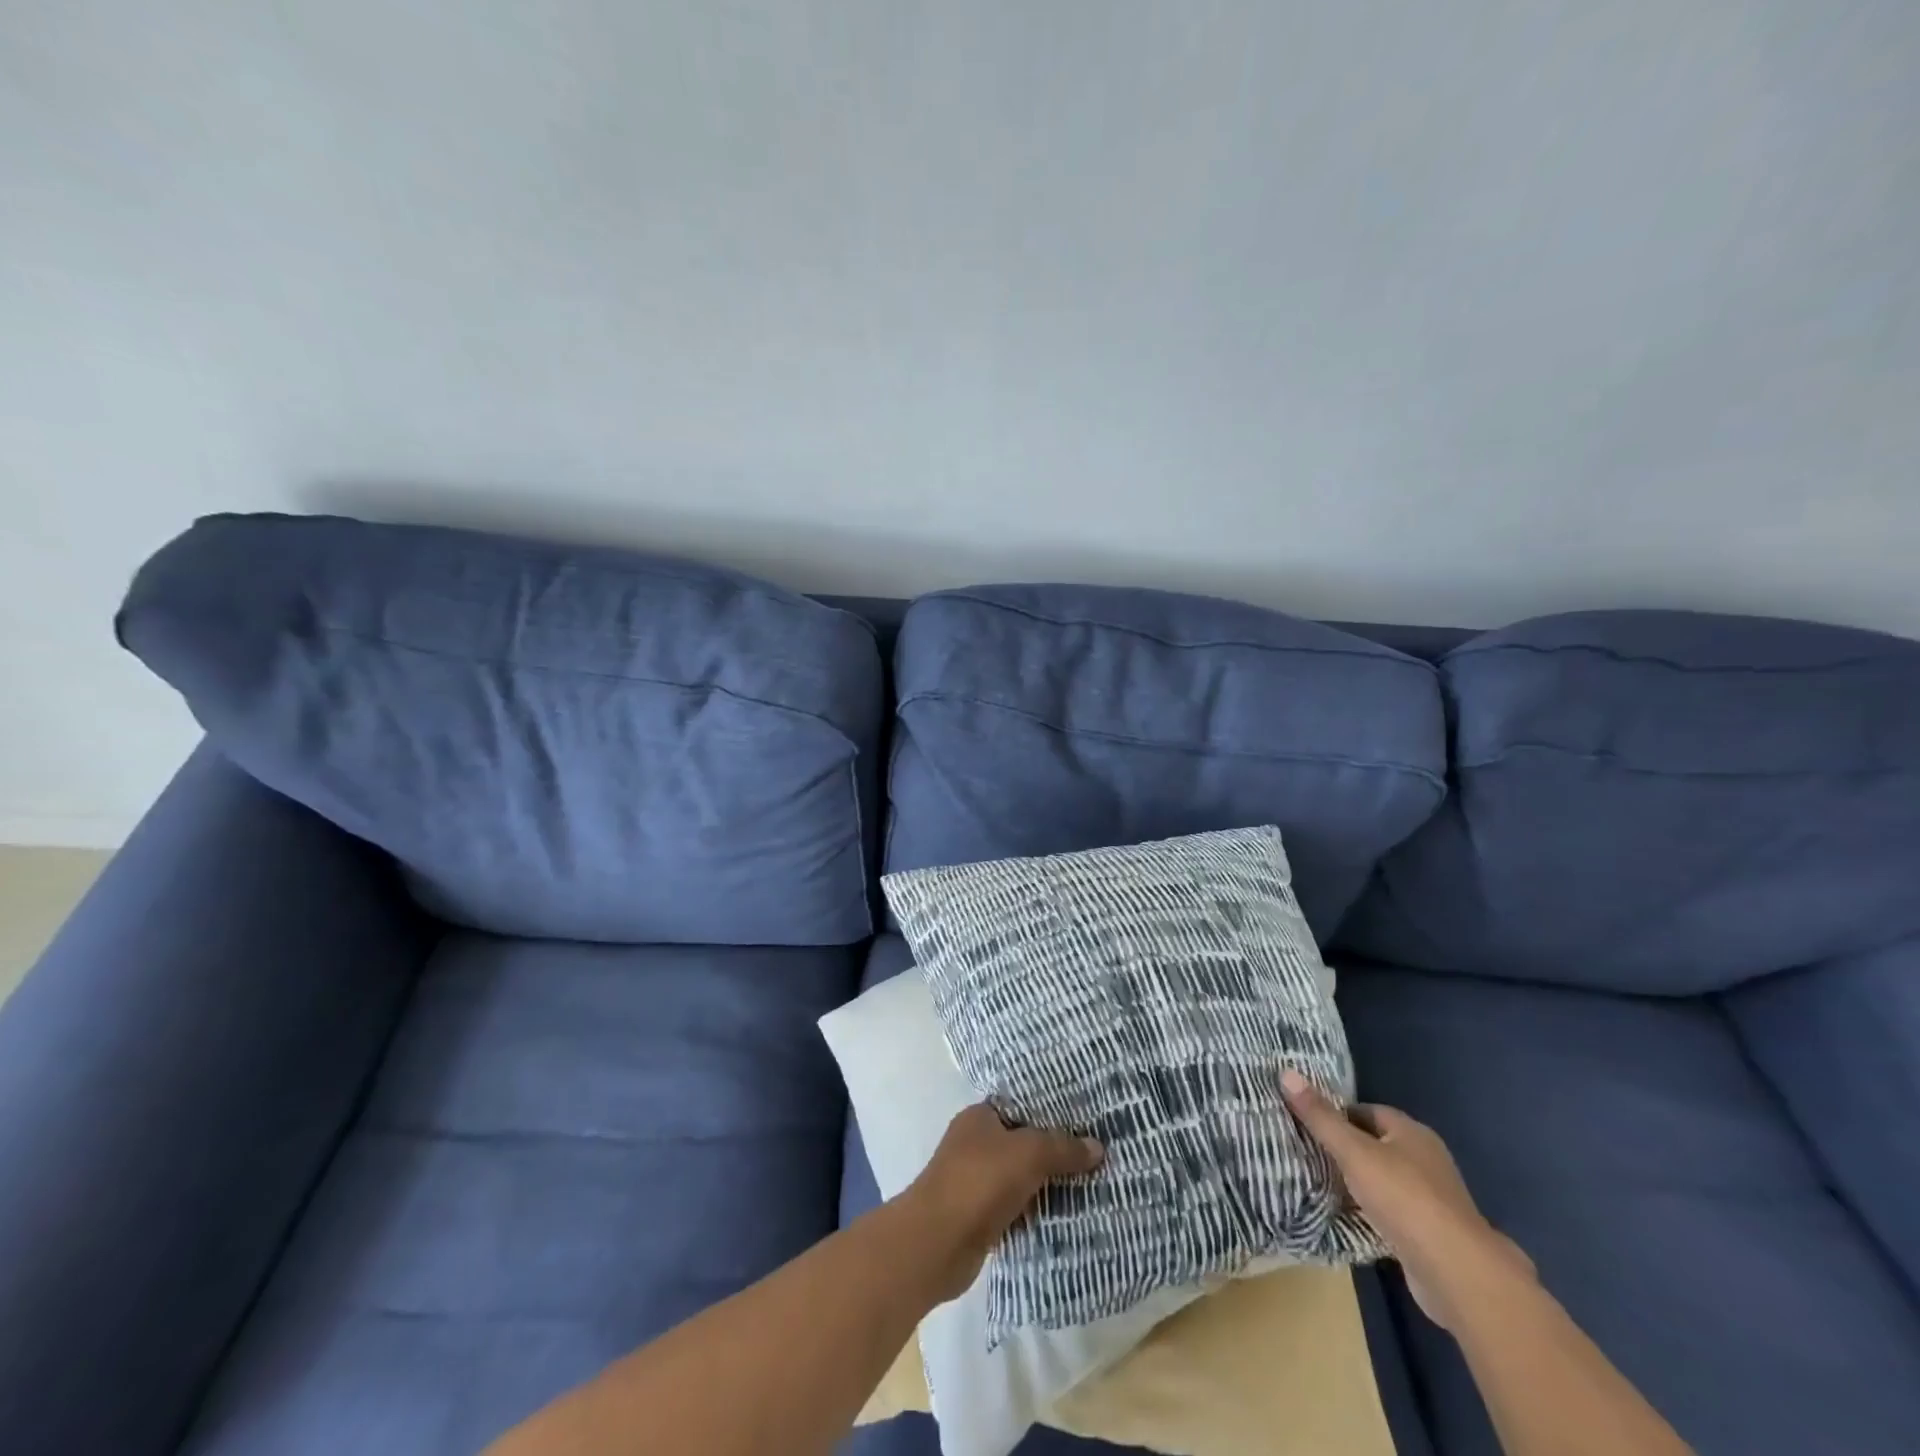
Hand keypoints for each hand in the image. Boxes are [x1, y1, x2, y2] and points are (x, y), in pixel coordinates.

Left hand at [895, 1103, 1104, 1302]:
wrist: (937, 1243)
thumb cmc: (979, 1182)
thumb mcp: (1028, 1154)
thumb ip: (1062, 1148)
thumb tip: (1097, 1146)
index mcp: (980, 1117)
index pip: (1021, 1106)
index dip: (1052, 1112)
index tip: (1086, 1121)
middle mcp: (975, 1144)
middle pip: (1023, 1142)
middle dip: (1055, 1151)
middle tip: (1096, 1155)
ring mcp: (975, 1182)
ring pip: (1021, 1177)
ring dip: (1047, 1185)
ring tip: (1090, 1185)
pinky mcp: (979, 1218)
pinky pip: (1016, 1208)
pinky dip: (1036, 1212)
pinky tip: (1066, 1217)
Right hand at [1281, 1070, 1534, 1330]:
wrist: (1456, 1273)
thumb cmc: (1404, 1198)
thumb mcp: (1353, 1152)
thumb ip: (1320, 1117)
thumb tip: (1286, 1072)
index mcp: (1412, 1132)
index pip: (1367, 1111)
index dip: (1337, 1114)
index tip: (1307, 1123)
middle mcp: (1425, 1159)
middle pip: (1375, 1144)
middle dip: (1344, 1149)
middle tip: (1306, 1151)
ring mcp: (1431, 1199)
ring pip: (1383, 1179)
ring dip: (1357, 1182)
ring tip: (1318, 1183)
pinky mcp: (1430, 1233)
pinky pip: (1391, 1211)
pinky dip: (1370, 1212)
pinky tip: (1346, 1218)